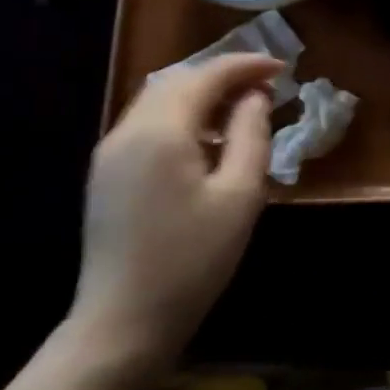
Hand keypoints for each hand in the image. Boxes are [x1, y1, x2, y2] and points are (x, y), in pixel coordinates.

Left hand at [70, 53, 282, 371]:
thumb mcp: (239, 196)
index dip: (246, 65)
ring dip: (201, 94)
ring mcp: (110, 153)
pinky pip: (147, 124)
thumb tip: (254, 97)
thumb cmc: (192, 260)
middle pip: (178, 80)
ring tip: (240, 110)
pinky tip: (206, 141)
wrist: (123, 324)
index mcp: (161, 131)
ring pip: (158, 100)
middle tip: (265, 86)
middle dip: (222, 75)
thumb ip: (251, 135)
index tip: (283, 68)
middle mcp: (128, 131)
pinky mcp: (106, 174)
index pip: (206, 76)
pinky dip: (181, 116)